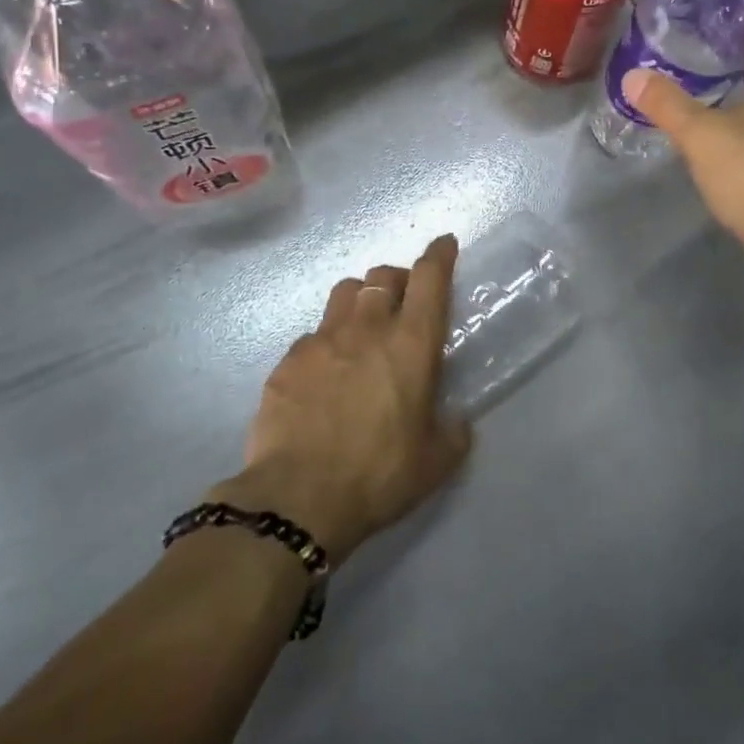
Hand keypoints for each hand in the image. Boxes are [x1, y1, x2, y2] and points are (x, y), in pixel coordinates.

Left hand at [212, 235, 471, 563]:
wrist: (298, 499)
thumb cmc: (379, 474)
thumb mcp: (435, 461)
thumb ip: (452, 430)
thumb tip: (456, 419)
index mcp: (411, 343)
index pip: (429, 278)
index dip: (439, 255)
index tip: (445, 244)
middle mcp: (367, 327)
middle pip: (382, 275)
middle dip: (397, 278)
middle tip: (402, 301)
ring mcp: (322, 340)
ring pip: (343, 292)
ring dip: (359, 299)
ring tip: (361, 326)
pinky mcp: (288, 361)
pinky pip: (312, 335)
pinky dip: (326, 342)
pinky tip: (325, 373)